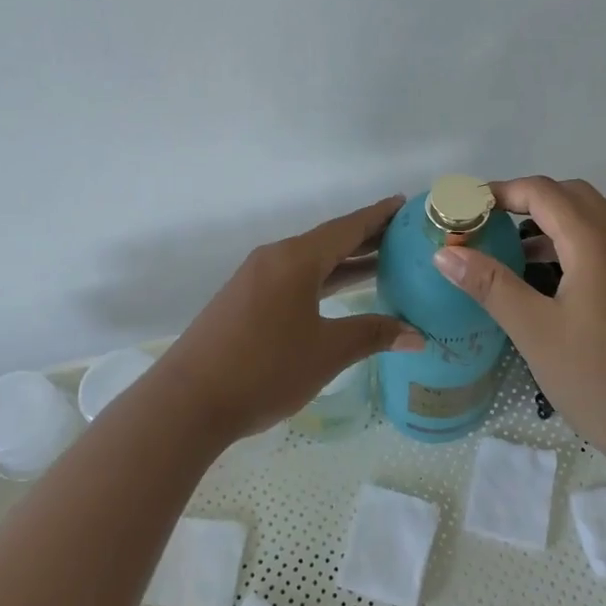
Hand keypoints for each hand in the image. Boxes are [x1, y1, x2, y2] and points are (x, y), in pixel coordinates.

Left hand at [149, 196, 423, 448]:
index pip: (347, 228)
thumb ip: (373, 335)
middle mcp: (274, 259)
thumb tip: (417, 335)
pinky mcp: (243, 300)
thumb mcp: (327, 352)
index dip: (379, 216)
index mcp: (296, 260)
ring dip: (344, 263)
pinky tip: (338, 294)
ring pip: (310, 262)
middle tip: (405, 238)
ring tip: (384, 264)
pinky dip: (322, 280)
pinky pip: (293, 278)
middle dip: (367, 239)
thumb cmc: (265, 369)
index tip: (406, 204)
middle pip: (328, 241)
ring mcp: (255, 279)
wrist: (188, 402)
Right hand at [433, 177, 605, 469]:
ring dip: (546, 223)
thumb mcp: (534, 331)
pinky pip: (595, 249)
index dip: (502, 191)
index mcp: (594, 245)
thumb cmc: (597, 378)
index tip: (465, 208)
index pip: (544, 192)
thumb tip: (446, 252)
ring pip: (586, 222)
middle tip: (486, 221)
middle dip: (526, 199)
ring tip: (504, 248)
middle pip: (571, 196)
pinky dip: (563, 247)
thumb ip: (491, 285)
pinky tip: (539, 280)